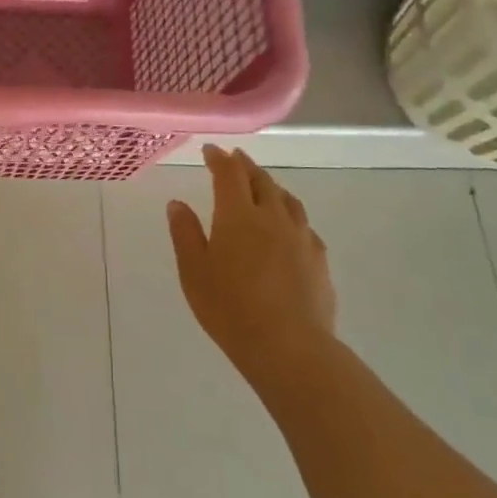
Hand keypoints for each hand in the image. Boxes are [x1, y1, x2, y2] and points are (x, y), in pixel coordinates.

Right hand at [166, 146, 335, 379]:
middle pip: (261, 181)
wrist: (289, 347)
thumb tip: (177, 203)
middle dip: (246, 166)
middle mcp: (272, 217)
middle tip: (235, 159)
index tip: (211, 150)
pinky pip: (304, 225)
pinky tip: (288, 227)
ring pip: (287, 200)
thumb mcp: (194, 271)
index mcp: (237, 215)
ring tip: (263, 186)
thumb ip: (185, 233)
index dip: (219, 158)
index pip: (229, 174)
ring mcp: (300, 237)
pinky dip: (290, 214)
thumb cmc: (229, 308)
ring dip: (271, 186)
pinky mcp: (319, 260)